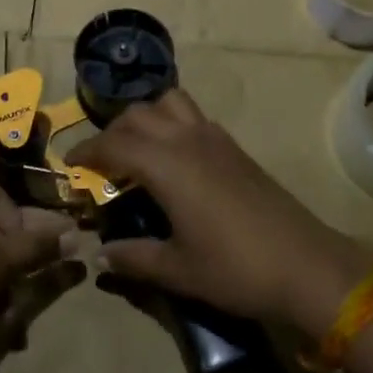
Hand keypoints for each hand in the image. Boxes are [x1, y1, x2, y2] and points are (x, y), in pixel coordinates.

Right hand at [68, 91, 372, 339]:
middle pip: (138, 115)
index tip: (69, 163)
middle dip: (112, 132)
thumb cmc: (235, 268)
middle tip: (101, 162)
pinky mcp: (233, 144)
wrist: (303, 262)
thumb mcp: (178, 270)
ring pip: (168, 103)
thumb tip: (100, 255)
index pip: (114, 143)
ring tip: (136, 150)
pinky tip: (173, 158)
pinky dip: (170, 122)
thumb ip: (134, 258)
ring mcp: (214, 136)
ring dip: (145, 117)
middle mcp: (187, 138)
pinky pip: (192, 115)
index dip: (87, 150)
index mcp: (166, 165)